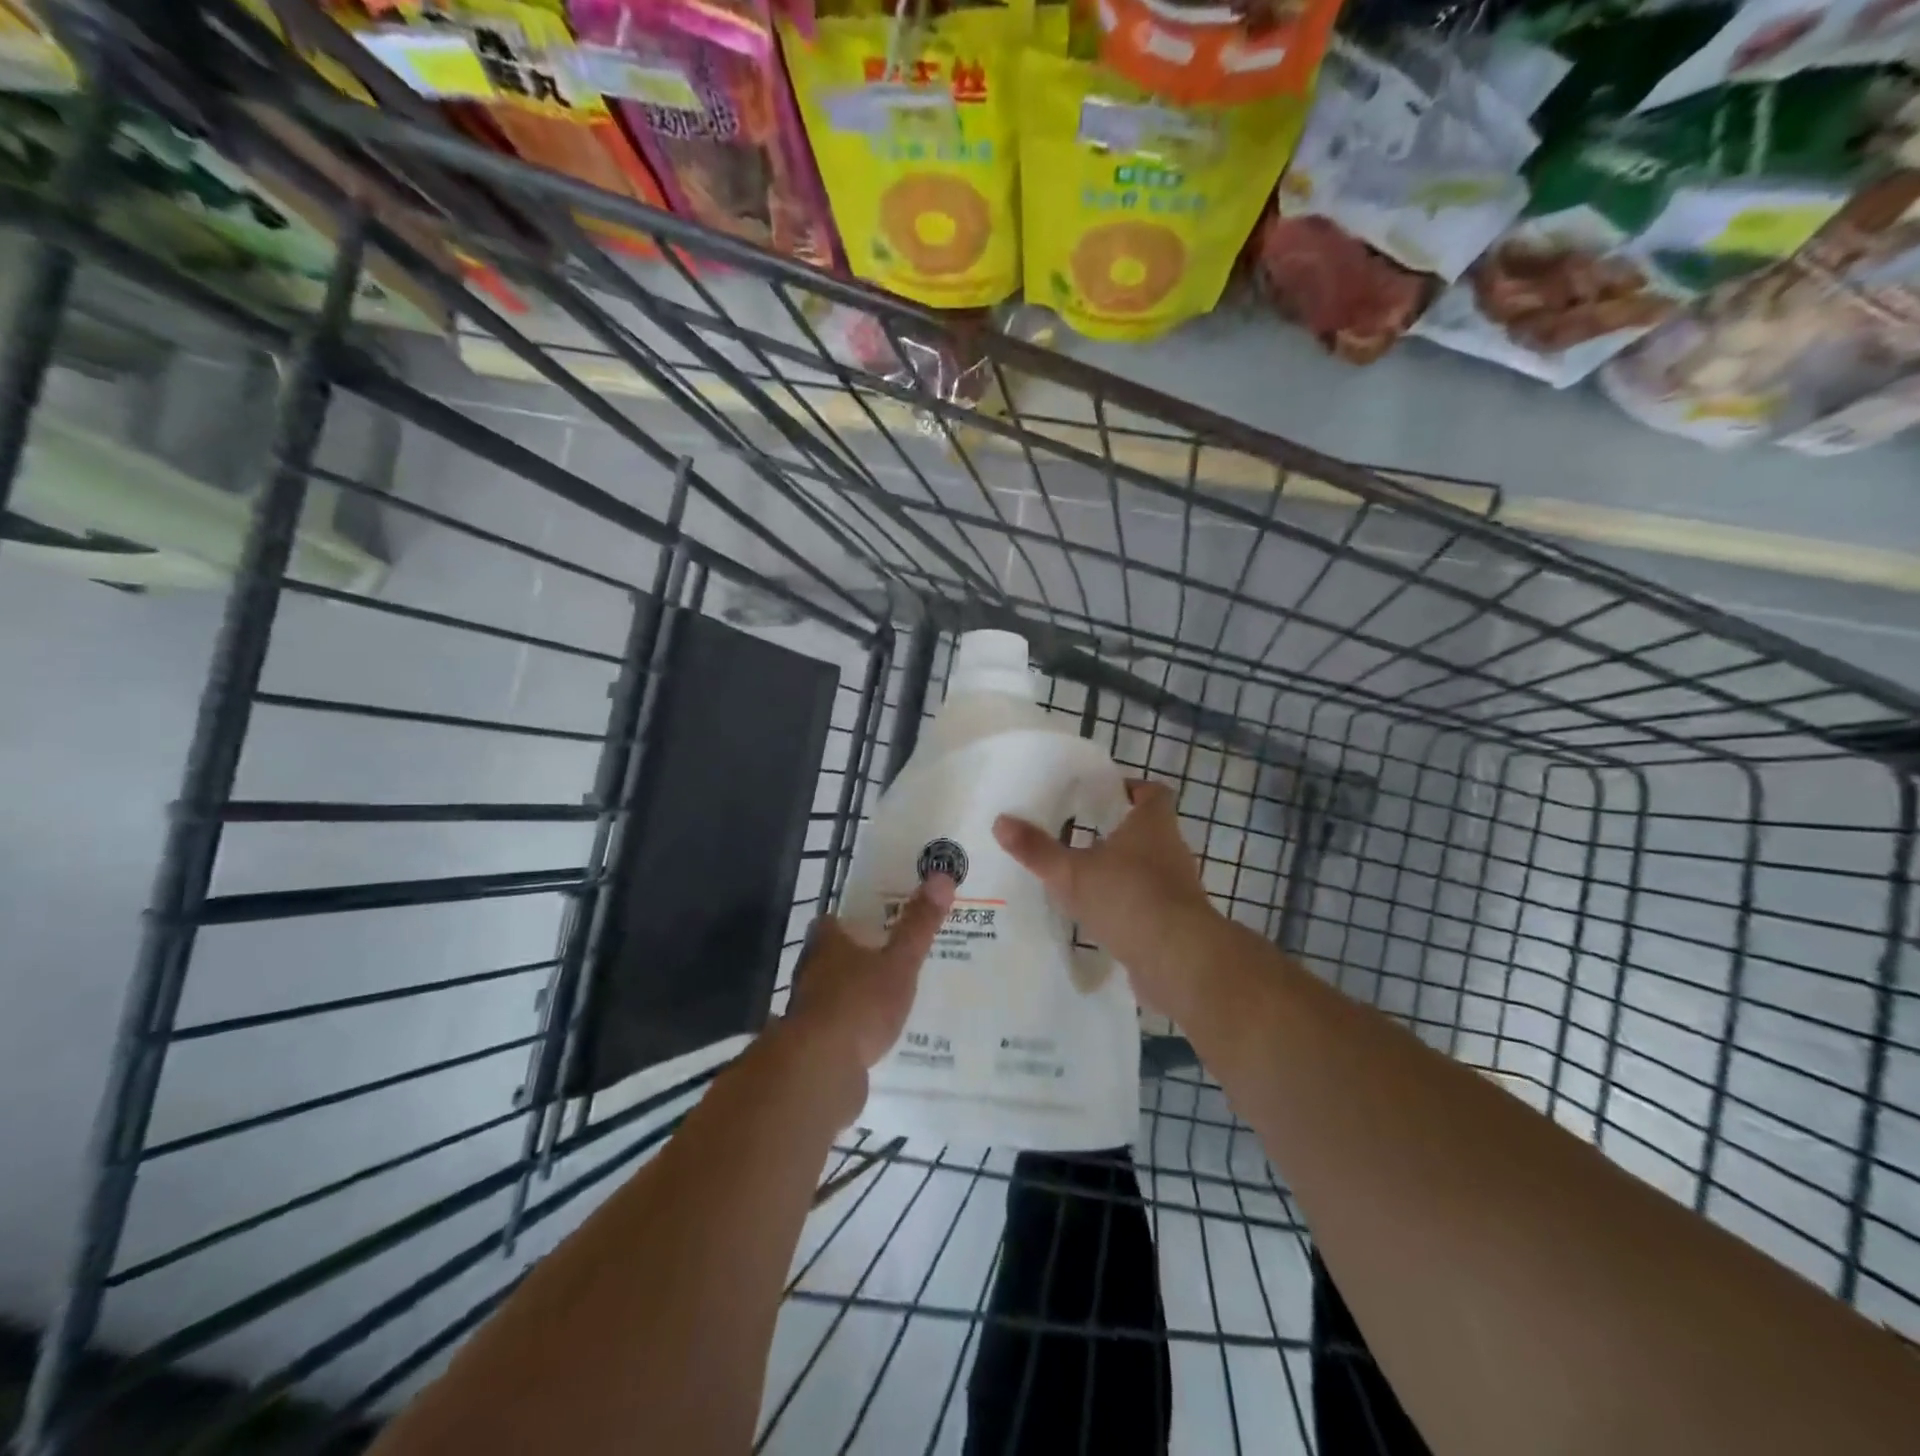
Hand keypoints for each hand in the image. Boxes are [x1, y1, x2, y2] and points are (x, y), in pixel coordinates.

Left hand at [787, 873, 955, 1072]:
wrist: (820, 1070)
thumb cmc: (860, 1003)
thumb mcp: (899, 963)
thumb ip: (919, 925)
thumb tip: (942, 876)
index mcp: (826, 944)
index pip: (832, 922)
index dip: (851, 920)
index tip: (877, 922)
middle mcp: (809, 971)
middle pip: (830, 956)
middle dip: (855, 957)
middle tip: (890, 958)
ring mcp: (806, 1010)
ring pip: (831, 992)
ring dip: (853, 994)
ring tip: (888, 997)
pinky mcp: (811, 1045)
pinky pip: (835, 1028)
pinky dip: (852, 1028)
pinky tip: (875, 1036)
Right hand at [993, 780, 1221, 1022]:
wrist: (1178, 959)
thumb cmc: (1128, 898)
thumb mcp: (1071, 873)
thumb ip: (1037, 849)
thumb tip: (1000, 821)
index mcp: (1152, 825)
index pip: (1153, 792)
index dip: (1131, 789)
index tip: (1102, 795)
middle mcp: (1171, 850)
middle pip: (1147, 830)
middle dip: (1116, 831)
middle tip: (1078, 834)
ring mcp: (1177, 888)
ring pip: (1147, 868)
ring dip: (1121, 870)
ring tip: (1082, 875)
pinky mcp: (1175, 921)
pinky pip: (1148, 902)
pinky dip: (1127, 904)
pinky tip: (1098, 915)